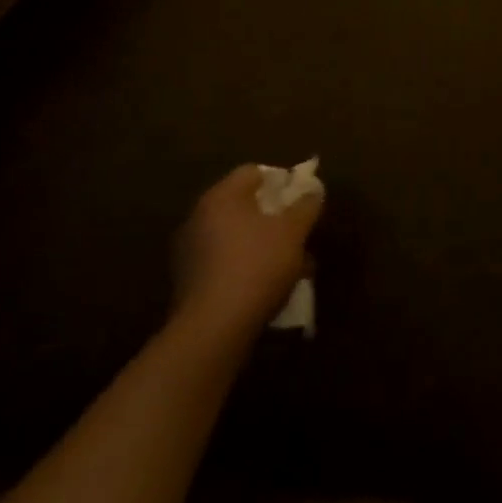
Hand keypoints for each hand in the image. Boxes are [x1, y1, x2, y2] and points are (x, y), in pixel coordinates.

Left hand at [173, 164, 322, 343]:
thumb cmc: (257, 266)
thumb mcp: (294, 231)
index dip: (282, 181)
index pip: (253, 172)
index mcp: (221, 197)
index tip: (301, 200)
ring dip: (264, 244)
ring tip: (292, 266)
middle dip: (275, 217)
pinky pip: (226, 262)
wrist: (213, 330)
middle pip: (244, 205)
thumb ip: (306, 206)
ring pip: (237, 237)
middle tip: (299, 232)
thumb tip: (312, 191)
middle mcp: (199, 217)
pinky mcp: (189, 283)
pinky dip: (247, 267)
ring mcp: (190, 252)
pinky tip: (269, 286)